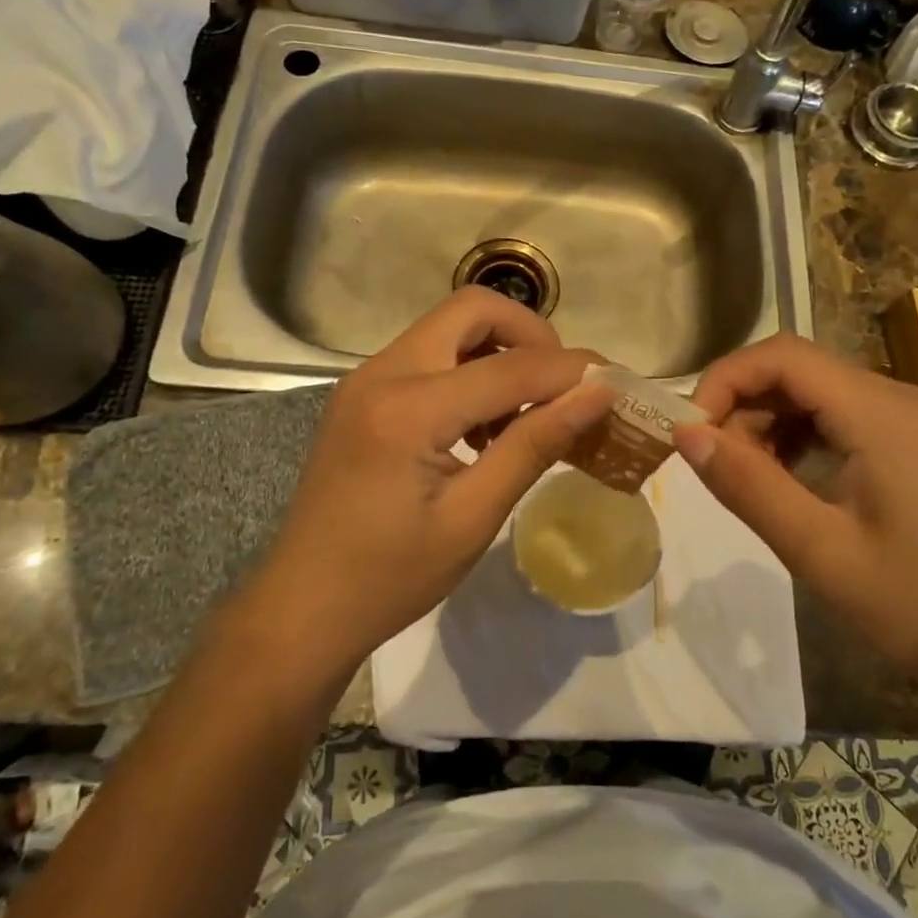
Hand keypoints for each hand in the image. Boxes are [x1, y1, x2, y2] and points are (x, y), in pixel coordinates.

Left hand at [247, 288, 611, 673]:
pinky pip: (429, 355)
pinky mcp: (363, 394)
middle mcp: (383, 373)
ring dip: (498, 352)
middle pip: (471, 309)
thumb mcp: (474, 516)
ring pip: (449, 327)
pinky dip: (469, 370)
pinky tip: (483, 427)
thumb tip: (596, 394)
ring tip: (525, 414)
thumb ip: (536, 444)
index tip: (615, 382)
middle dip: (529, 334)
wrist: (303, 607)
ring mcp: (367, 379)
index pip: (511, 366)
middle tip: (562, 383)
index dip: (570, 370)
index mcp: (409, 409)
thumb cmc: (391, 576)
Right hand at [676, 334, 917, 684]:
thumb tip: (685, 434)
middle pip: (798, 369)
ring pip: (815, 391)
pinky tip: (786, 479)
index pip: (784, 356)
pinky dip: (798, 435)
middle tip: (716, 463)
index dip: (726, 379)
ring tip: (748, 476)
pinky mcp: (910, 442)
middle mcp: (897, 398)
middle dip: (744, 404)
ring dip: (768, 421)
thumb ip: (747, 485)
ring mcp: (908, 418)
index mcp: (880, 413)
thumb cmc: (912, 603)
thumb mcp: (817, 548)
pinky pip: (838, 415)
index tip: (692, 430)